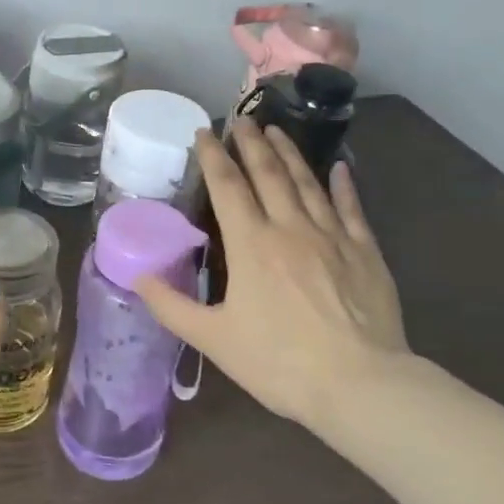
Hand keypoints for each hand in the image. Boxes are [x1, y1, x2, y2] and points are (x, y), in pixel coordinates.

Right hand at [136, 121, 415, 430]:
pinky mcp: (365, 252)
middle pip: (268, 174)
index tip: (204, 132)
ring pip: (307, 182)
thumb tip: (137, 276)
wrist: (360, 384)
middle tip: (242, 119)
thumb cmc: (280, 362)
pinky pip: (351, 208)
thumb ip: (171, 306)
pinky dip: (343, 184)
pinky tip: (339, 168)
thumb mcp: (213, 340)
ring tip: (277, 130)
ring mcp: (332, 236)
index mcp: (251, 245)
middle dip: (251, 143)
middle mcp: (290, 228)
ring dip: (290, 153)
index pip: (228, 187)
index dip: (214, 157)